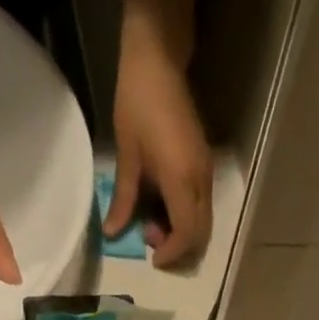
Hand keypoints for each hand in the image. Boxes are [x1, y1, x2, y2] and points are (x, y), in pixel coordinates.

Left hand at [105, 25, 212, 268]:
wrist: (158, 60)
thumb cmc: (138, 104)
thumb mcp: (127, 156)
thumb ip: (123, 199)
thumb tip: (112, 233)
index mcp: (181, 180)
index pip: (186, 234)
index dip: (171, 253)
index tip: (153, 259)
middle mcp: (200, 181)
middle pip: (200, 234)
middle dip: (178, 248)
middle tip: (150, 241)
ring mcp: (206, 173)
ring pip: (202, 222)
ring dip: (181, 233)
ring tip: (152, 222)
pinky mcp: (204, 165)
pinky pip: (200, 205)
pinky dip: (184, 217)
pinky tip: (162, 207)